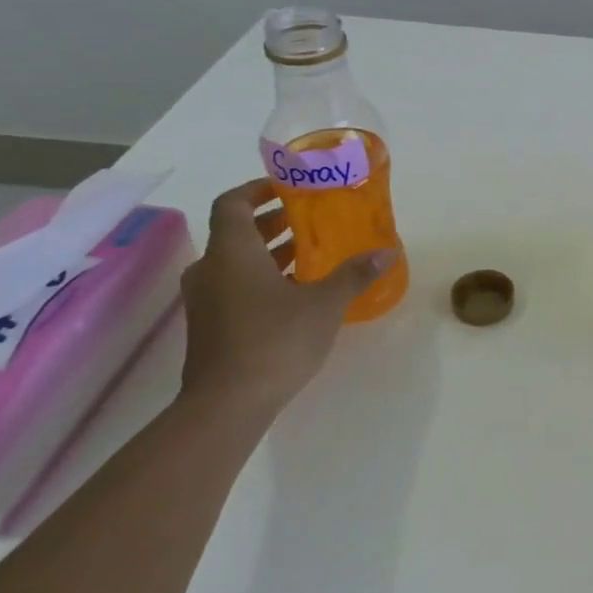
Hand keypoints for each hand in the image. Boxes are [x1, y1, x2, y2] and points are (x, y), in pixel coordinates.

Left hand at [177, 179, 399, 419]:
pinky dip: (261, 279)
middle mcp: (211, 269)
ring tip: (310, 254)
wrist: (227, 405)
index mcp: (232, 252)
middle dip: (272, 222)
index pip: (232, 203)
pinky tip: (296, 293)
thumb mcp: (325, 303)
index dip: (257, 189)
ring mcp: (205, 300)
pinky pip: (234, 287)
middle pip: (236, 232)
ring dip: (268, 253)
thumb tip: (387, 251)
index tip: (287, 187)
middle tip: (310, 220)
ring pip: (235, 262)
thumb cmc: (275, 340)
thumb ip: (354, 274)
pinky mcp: (210, 326)